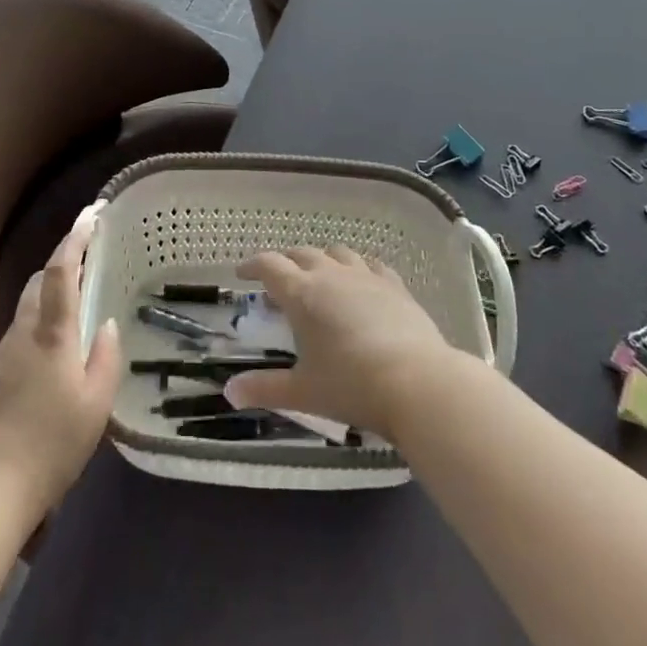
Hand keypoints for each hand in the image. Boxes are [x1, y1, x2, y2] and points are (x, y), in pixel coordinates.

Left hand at [0, 219, 122, 517]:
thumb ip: (105, 359)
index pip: (62, 272)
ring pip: (25, 314)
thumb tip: (104, 325)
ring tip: (70, 330)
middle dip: (61, 268)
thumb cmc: (51, 446)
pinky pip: (14, 342)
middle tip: (87, 273)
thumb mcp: (95, 407)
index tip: (90, 214)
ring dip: (47, 307)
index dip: (75, 238)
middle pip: (38, 284)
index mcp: (52, 335)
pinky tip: (44, 373)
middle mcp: (21, 334)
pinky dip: (33, 339)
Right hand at [222, 246, 458, 439]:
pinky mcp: (394, 285)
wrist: (417, 382)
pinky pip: (370, 264)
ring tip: (318, 276)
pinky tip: (360, 281)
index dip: (253, 266)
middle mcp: (331, 275)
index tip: (242, 274)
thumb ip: (265, 388)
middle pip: (301, 254)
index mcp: (302, 294)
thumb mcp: (303, 392)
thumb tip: (229, 392)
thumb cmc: (352, 386)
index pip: (270, 266)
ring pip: (336, 252)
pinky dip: (357, 267)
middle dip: (285, 262)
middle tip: (277, 279)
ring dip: (321, 259)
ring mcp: (365, 277)